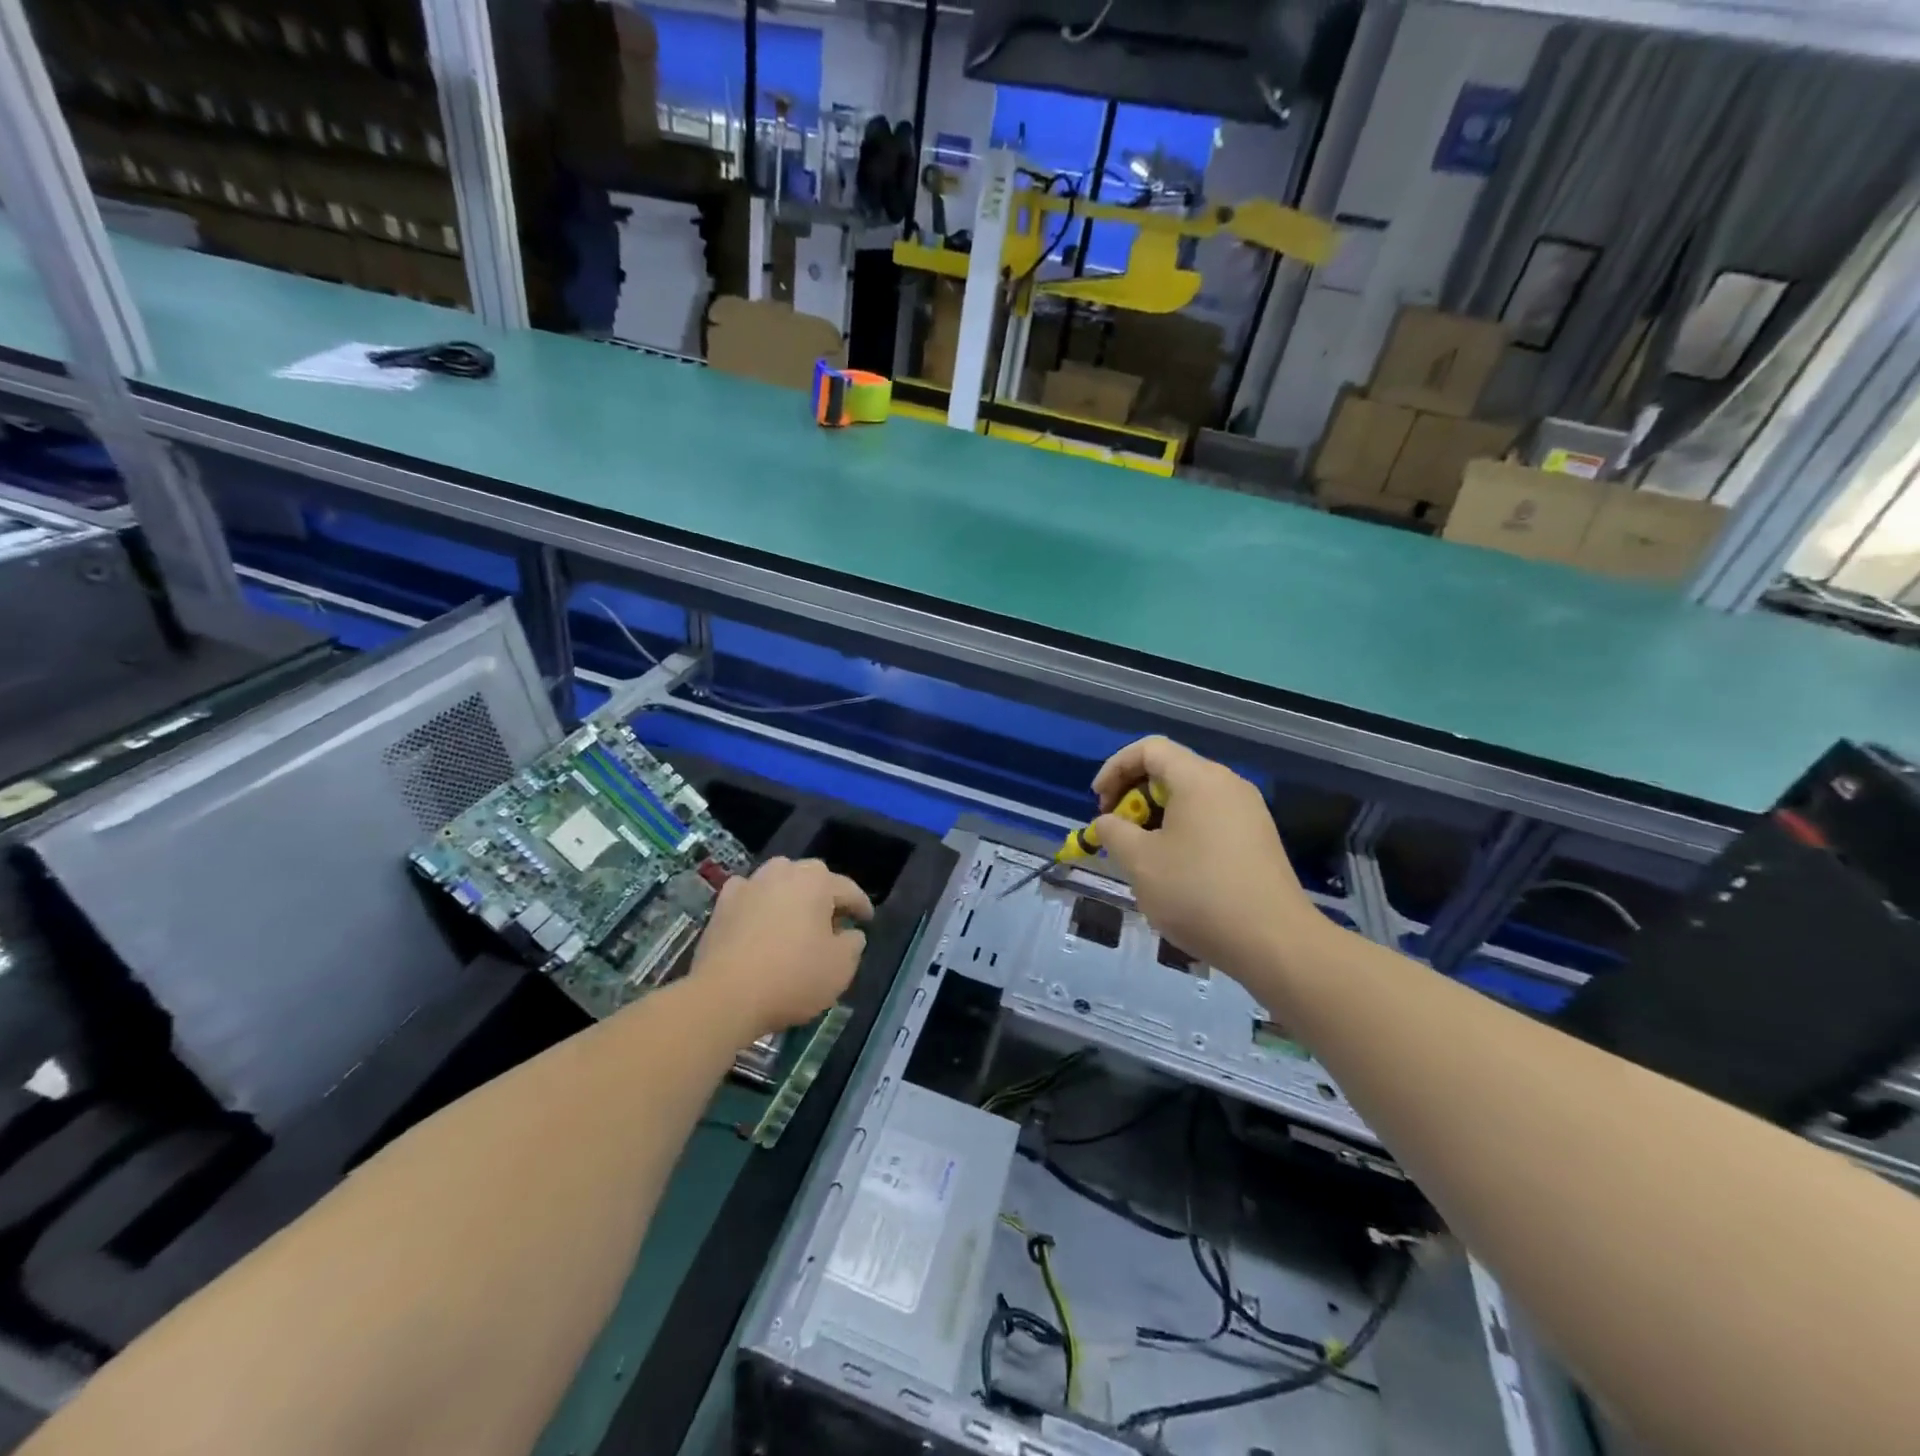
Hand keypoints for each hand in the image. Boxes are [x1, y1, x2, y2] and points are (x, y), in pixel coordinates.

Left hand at [690, 857, 872, 1035]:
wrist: (725, 995)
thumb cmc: (792, 978)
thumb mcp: (841, 968)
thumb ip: (853, 944)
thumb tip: (850, 933)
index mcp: (817, 882)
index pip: (848, 889)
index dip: (861, 906)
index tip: (867, 921)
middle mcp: (783, 873)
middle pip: (812, 876)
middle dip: (825, 894)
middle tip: (833, 920)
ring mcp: (749, 885)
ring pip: (779, 879)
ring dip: (791, 893)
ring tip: (796, 917)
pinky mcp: (722, 904)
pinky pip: (749, 894)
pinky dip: (758, 903)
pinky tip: (759, 919)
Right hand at [1091, 736, 1325, 981]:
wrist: (1274, 943)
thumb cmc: (1198, 893)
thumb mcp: (1140, 862)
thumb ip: (1113, 832)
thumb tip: (1108, 822)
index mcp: (1199, 778)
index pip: (1149, 749)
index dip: (1115, 768)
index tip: (1098, 803)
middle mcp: (1228, 784)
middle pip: (1171, 770)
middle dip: (1134, 796)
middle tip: (1117, 831)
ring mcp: (1249, 812)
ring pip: (1190, 798)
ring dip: (1157, 818)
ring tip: (1141, 856)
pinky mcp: (1259, 839)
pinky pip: (1210, 819)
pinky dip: (1182, 832)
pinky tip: (1174, 871)